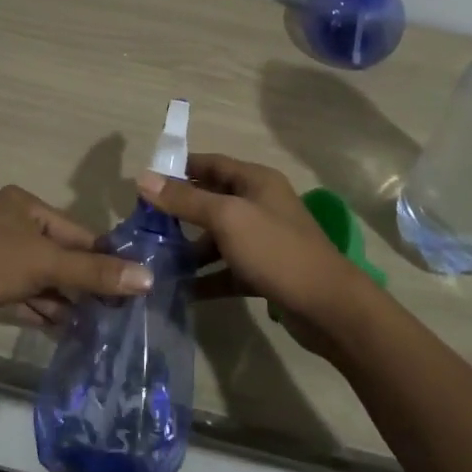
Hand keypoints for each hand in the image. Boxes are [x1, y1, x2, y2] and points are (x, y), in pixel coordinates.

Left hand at [0, 185, 150, 340]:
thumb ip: (93, 272)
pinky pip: (23, 291)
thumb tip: (147, 277)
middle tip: (116, 314)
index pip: (78, 232)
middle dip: (85, 284)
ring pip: (42, 276)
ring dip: (65, 300)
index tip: (133, 289)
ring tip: (96, 327)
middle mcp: (12, 222)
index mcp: (26, 205)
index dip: (105, 260)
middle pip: (61, 254)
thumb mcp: (42, 265)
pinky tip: (64, 330)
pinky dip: (42, 308)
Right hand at [136, 153, 377, 353]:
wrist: (328, 307)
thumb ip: (186, 199)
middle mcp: (261, 205)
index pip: (211, 164)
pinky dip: (206, 277)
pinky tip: (181, 289)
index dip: (179, 169)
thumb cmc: (276, 251)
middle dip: (179, 211)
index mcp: (256, 181)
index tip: (145, 182)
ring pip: (218, 237)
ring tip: (155, 260)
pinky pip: (227, 269)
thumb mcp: (227, 219)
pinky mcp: (264, 272)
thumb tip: (143, 178)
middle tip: (143, 224)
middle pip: (212, 201)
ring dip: (189, 248)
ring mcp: (264, 240)